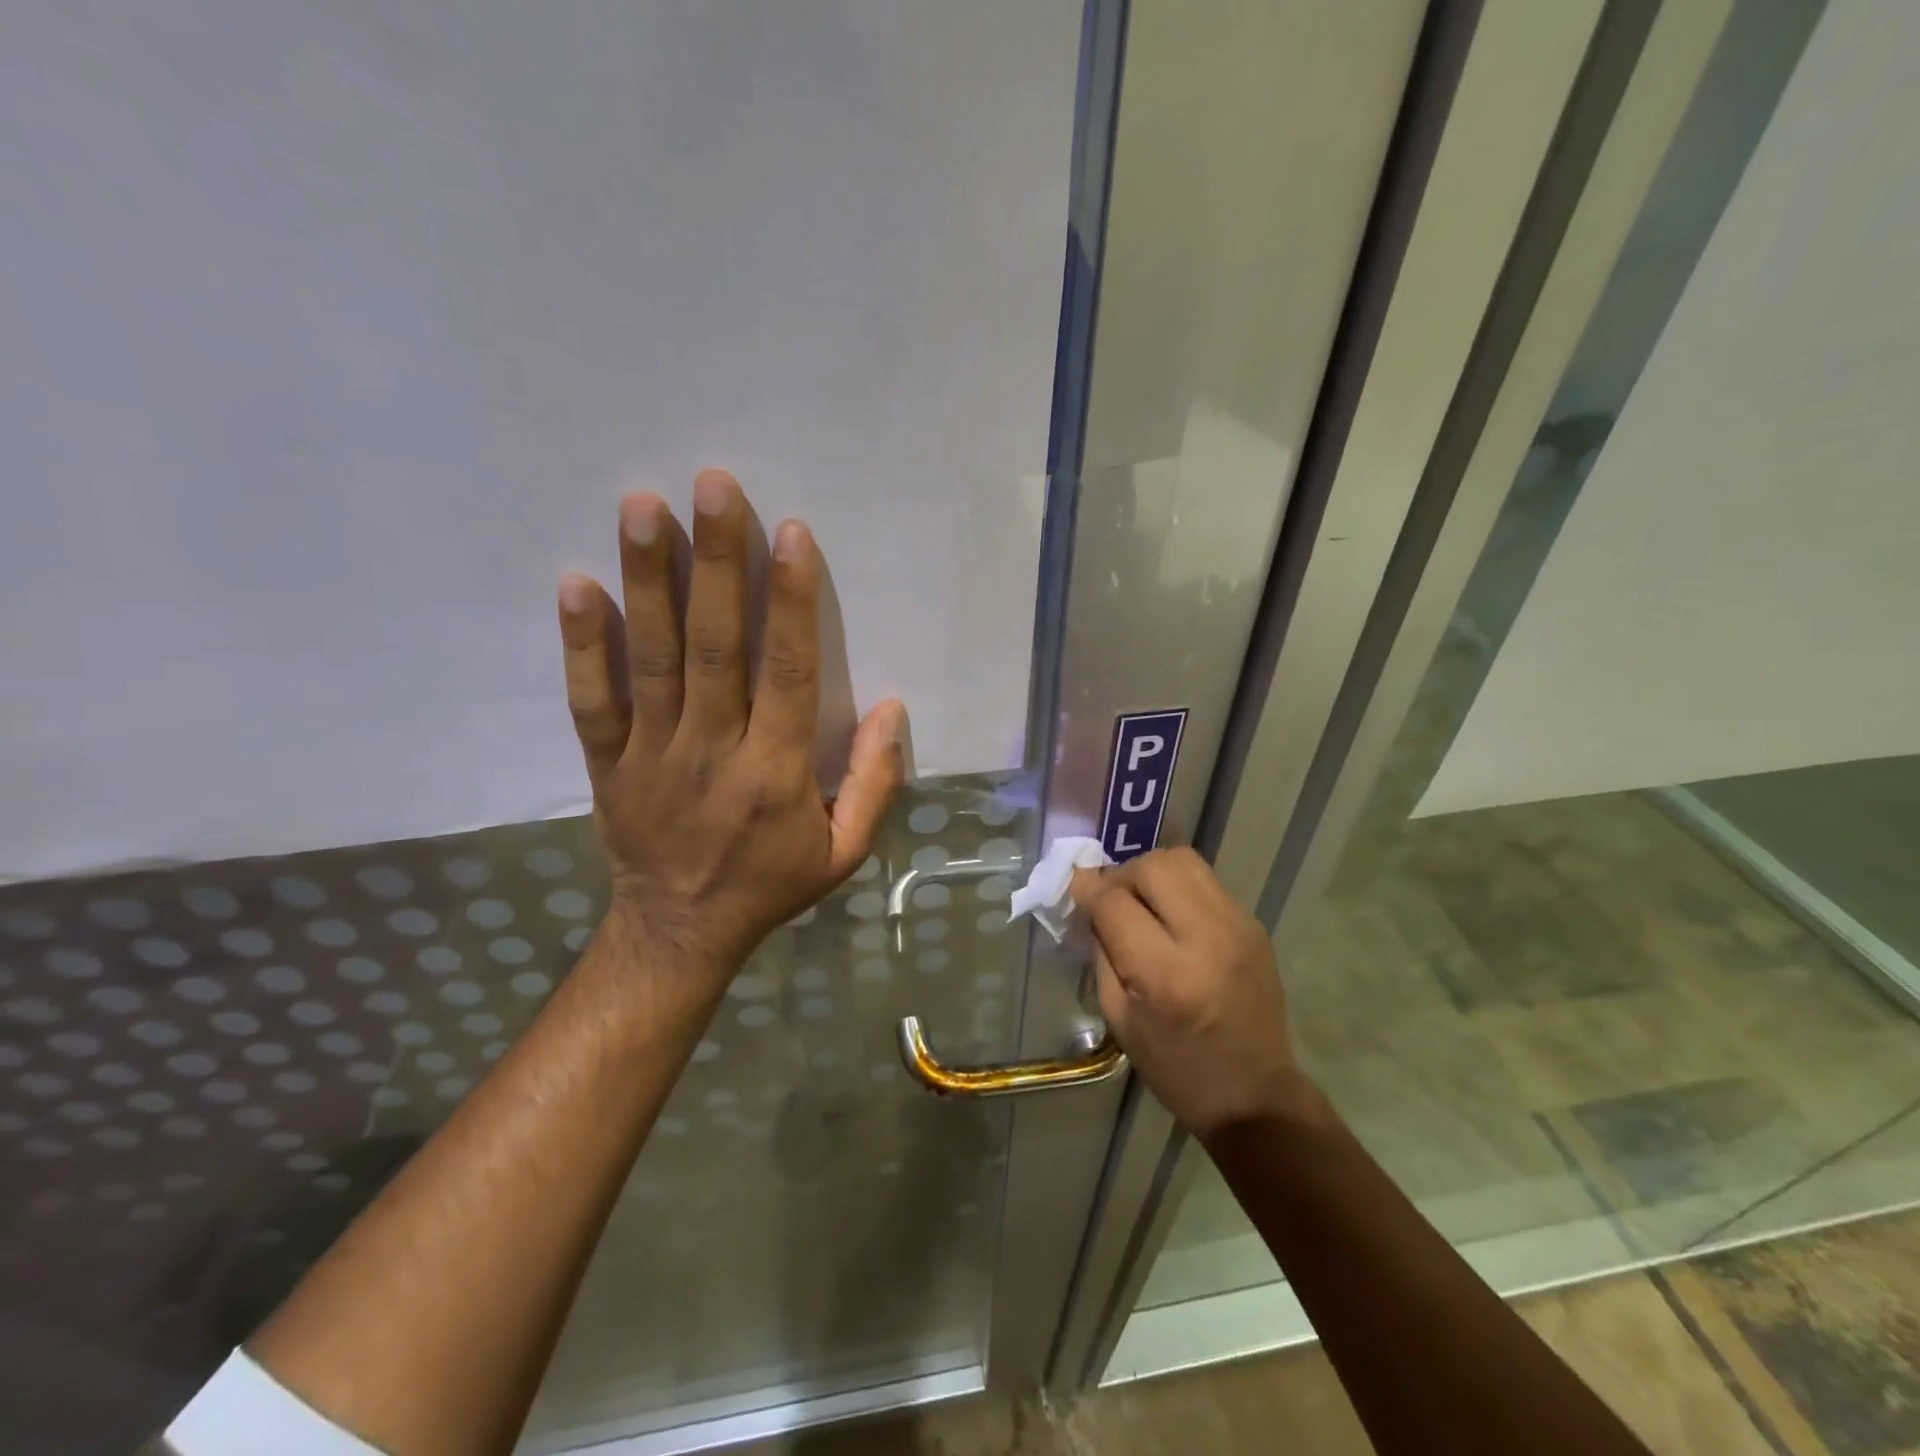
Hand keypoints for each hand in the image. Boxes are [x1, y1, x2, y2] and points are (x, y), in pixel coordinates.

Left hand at [557, 469, 905, 988]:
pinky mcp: (608, 763)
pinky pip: (593, 700)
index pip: (789, 673)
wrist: (680, 932)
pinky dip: (582, 644)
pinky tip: (575, 584)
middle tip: (712, 485)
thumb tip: (893, 709)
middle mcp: (713, 751)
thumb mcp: (843, 851)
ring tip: (642, 507)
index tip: (790, 535)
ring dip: (648, 581)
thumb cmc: (771, 884)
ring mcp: (652, 755)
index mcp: (777, 773)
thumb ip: (874, 782)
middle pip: (716, 647)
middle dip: (717, 563)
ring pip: (652, 659)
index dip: (792, 602)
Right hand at [1072, 849, 1302, 1139]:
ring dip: (1152, 872)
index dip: (1088, 890)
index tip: (1076, 891)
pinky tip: (1172, 916)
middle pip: (1154, 866)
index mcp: (1165, 974)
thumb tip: (1090, 900)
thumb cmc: (1175, 1067)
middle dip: (1122, 874)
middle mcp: (1207, 939)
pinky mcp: (1254, 925)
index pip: (1115, 903)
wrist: (1254, 1094)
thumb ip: (1102, 951)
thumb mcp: (1119, 1018)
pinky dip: (1179, 887)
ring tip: (1142, 901)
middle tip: (1112, 899)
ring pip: (1184, 861)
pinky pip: (1206, 882)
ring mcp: (1238, 926)